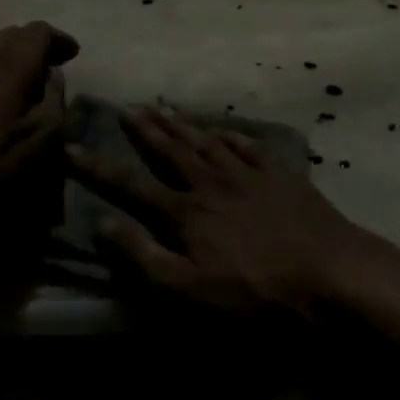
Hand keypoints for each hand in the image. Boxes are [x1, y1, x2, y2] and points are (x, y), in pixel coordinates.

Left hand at [0, 21, 78, 205]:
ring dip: (14, 58)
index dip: (60, 39)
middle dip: (37, 46)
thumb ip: (53, 99)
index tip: (73, 55)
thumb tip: (52, 76)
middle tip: (53, 67)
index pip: (40, 31)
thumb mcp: (40, 137)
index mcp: (11, 62)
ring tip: (26, 84)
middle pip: (15, 34)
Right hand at [67, 106, 369, 315]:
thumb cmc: (254, 292)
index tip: (71, 147)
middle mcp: (210, 182)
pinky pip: (248, 146)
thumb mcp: (188, 289)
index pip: (130, 184)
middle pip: (170, 150)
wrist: (328, 271)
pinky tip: (223, 130)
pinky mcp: (279, 174)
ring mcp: (247, 173)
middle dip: (144, 130)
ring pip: (205, 141)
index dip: (98, 168)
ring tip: (162, 108)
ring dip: (181, 125)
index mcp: (185, 211)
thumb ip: (144, 256)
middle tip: (126, 108)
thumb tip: (102, 224)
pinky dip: (231, 135)